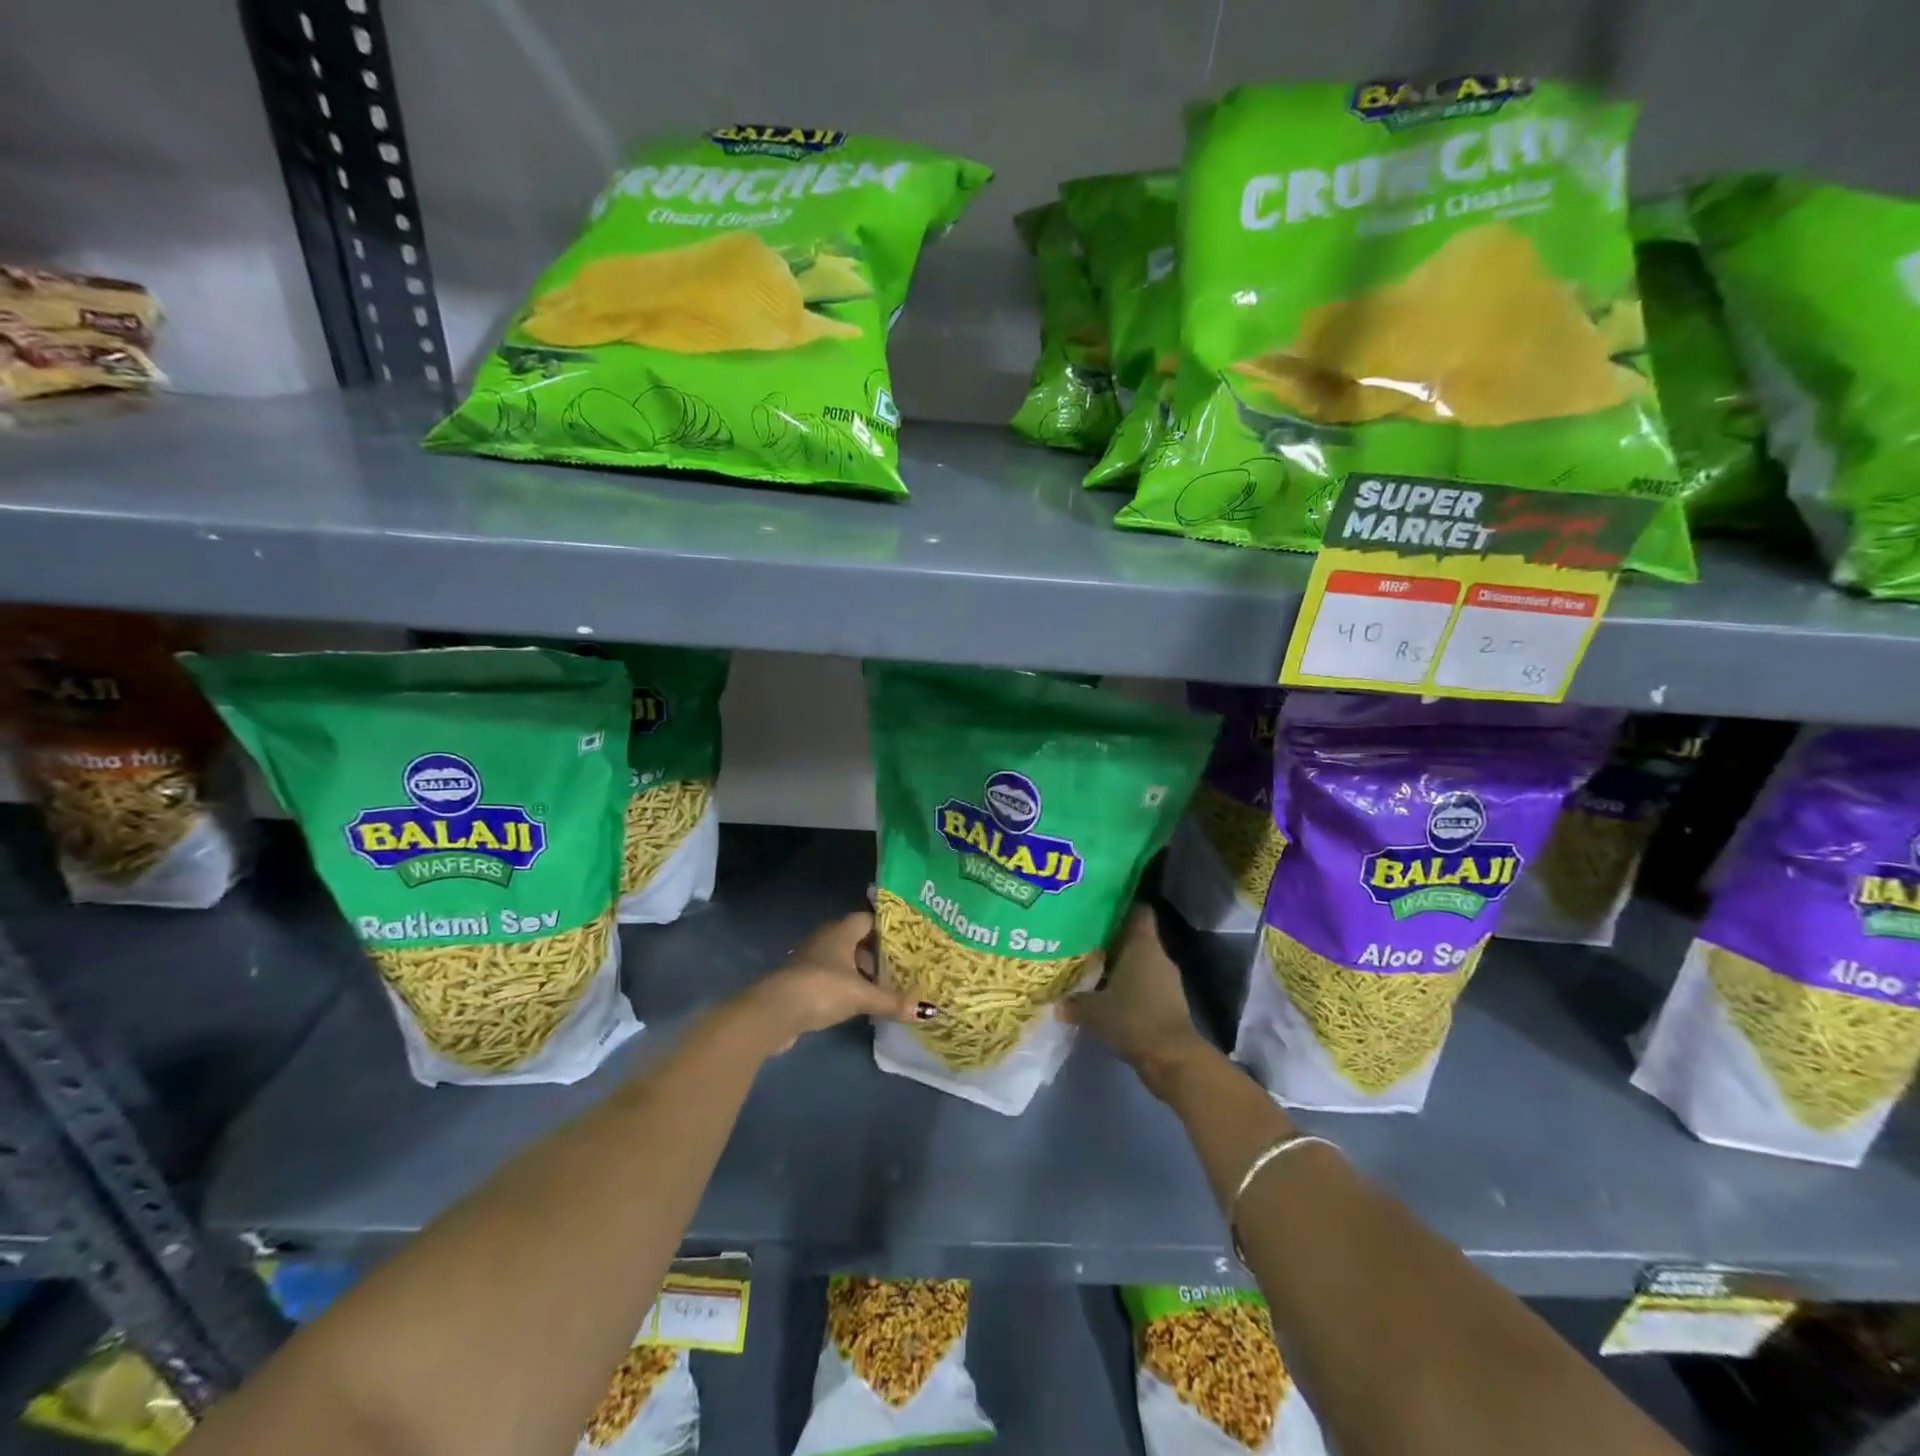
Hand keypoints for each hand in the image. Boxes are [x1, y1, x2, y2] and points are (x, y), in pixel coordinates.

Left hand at [735, 912, 934, 1054]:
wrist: (773, 1012)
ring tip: (886, 988)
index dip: (887, 928)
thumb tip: (929, 1010)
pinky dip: (847, 987)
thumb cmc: (821, 989)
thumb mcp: (861, 995)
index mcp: (840, 931)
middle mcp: (825, 939)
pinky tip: (860, 1003)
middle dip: (878, 954)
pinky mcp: (802, 983)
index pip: (868, 919)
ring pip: (844, 961)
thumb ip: (893, 1001)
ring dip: (862, 973)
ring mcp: (811, 961)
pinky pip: (832, 978)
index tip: (908, 941)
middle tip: (903, 967)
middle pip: (857, 940)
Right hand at [1061, 906, 1209, 1093]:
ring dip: (1121, 965)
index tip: (1100, 906)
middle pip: (1135, 937)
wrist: (1172, 1058)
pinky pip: (1145, 984)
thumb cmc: (1133, 1018)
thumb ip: (1074, 1002)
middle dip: (1112, 938)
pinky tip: (1108, 995)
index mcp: (1143, 944)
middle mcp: (1158, 955)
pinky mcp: (1169, 1002)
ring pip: (1140, 962)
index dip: (1121, 905)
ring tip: (1092, 967)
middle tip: (1085, 938)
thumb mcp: (1094, 1010)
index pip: (1138, 910)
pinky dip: (1130, 987)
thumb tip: (1057, 1003)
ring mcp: (1167, 979)